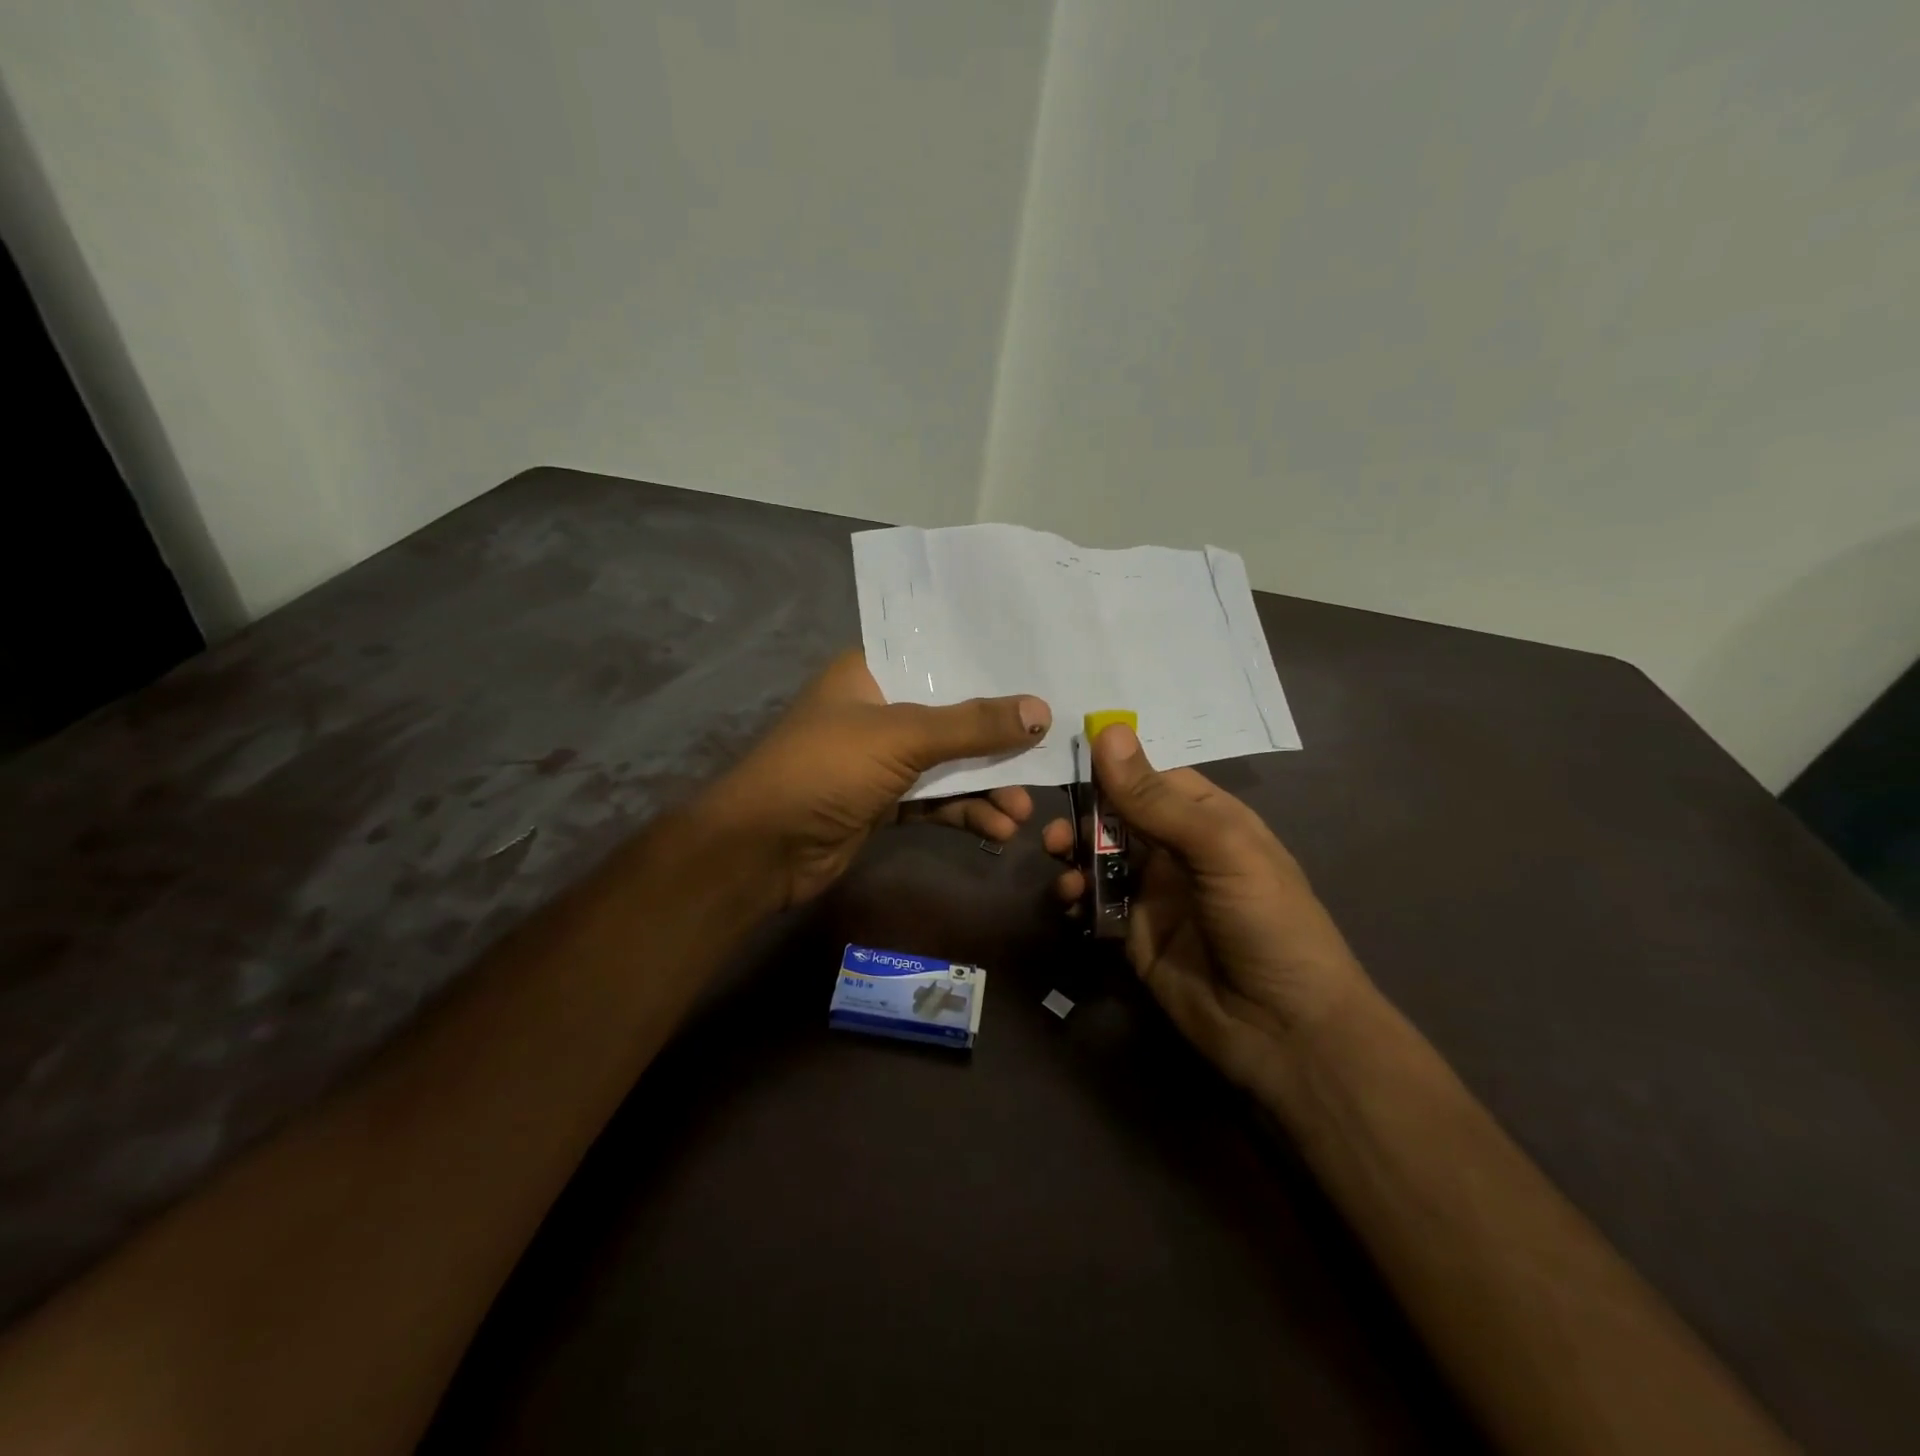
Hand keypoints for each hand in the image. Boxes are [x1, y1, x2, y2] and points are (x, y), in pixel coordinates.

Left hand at [702, 650, 1050, 909]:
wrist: (762, 849)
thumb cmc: (826, 768)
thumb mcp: (902, 737)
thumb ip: (972, 724)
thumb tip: (1041, 710)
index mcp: (870, 673)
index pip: (939, 657)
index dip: (988, 666)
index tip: (1039, 673)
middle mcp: (877, 711)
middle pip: (952, 715)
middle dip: (998, 741)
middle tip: (1045, 754)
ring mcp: (879, 760)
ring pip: (947, 765)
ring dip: (986, 786)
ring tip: (1023, 811)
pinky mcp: (883, 803)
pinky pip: (935, 801)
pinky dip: (965, 812)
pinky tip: (997, 828)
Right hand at [1041, 724, 1366, 1096]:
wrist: (1284, 1031)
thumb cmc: (1266, 923)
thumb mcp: (1218, 849)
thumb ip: (1156, 798)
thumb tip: (1107, 731)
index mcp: (1209, 819)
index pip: (1151, 777)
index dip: (1111, 768)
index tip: (1065, 761)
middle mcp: (1178, 850)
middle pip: (1117, 815)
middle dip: (1083, 816)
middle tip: (1057, 833)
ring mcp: (1154, 893)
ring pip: (1099, 857)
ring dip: (1073, 854)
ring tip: (1059, 864)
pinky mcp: (1133, 934)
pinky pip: (1094, 902)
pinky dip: (1075, 895)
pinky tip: (1070, 900)